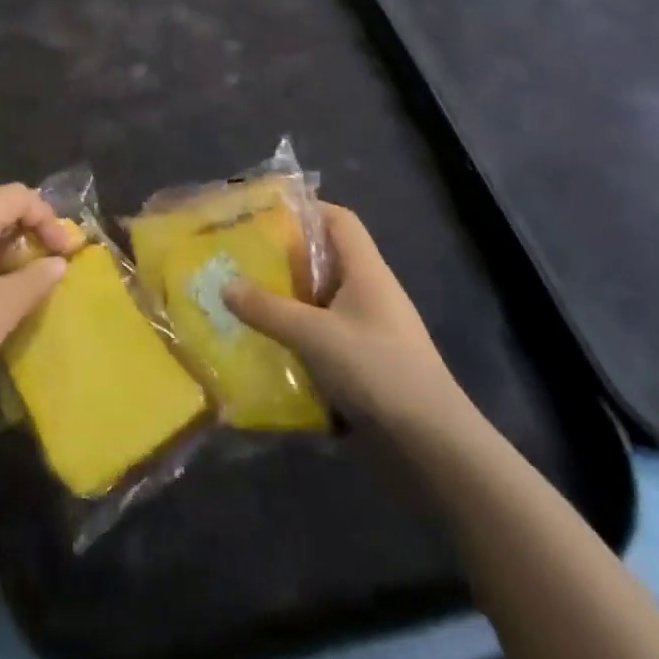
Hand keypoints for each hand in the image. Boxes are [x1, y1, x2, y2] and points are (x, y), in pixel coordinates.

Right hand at [225, 203, 465, 430]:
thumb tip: (225, 285)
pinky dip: (298, 337)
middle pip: (325, 259)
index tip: (263, 215)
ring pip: (321, 302)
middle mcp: (369, 293)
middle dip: (284, 259)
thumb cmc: (378, 371)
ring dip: (287, 302)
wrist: (433, 448)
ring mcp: (369, 331)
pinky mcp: (364, 365)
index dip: (305, 210)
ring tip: (243, 301)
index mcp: (366, 271)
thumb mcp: (315, 335)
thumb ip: (268, 310)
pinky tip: (267, 348)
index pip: (339, 220)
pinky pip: (324, 337)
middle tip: (241, 259)